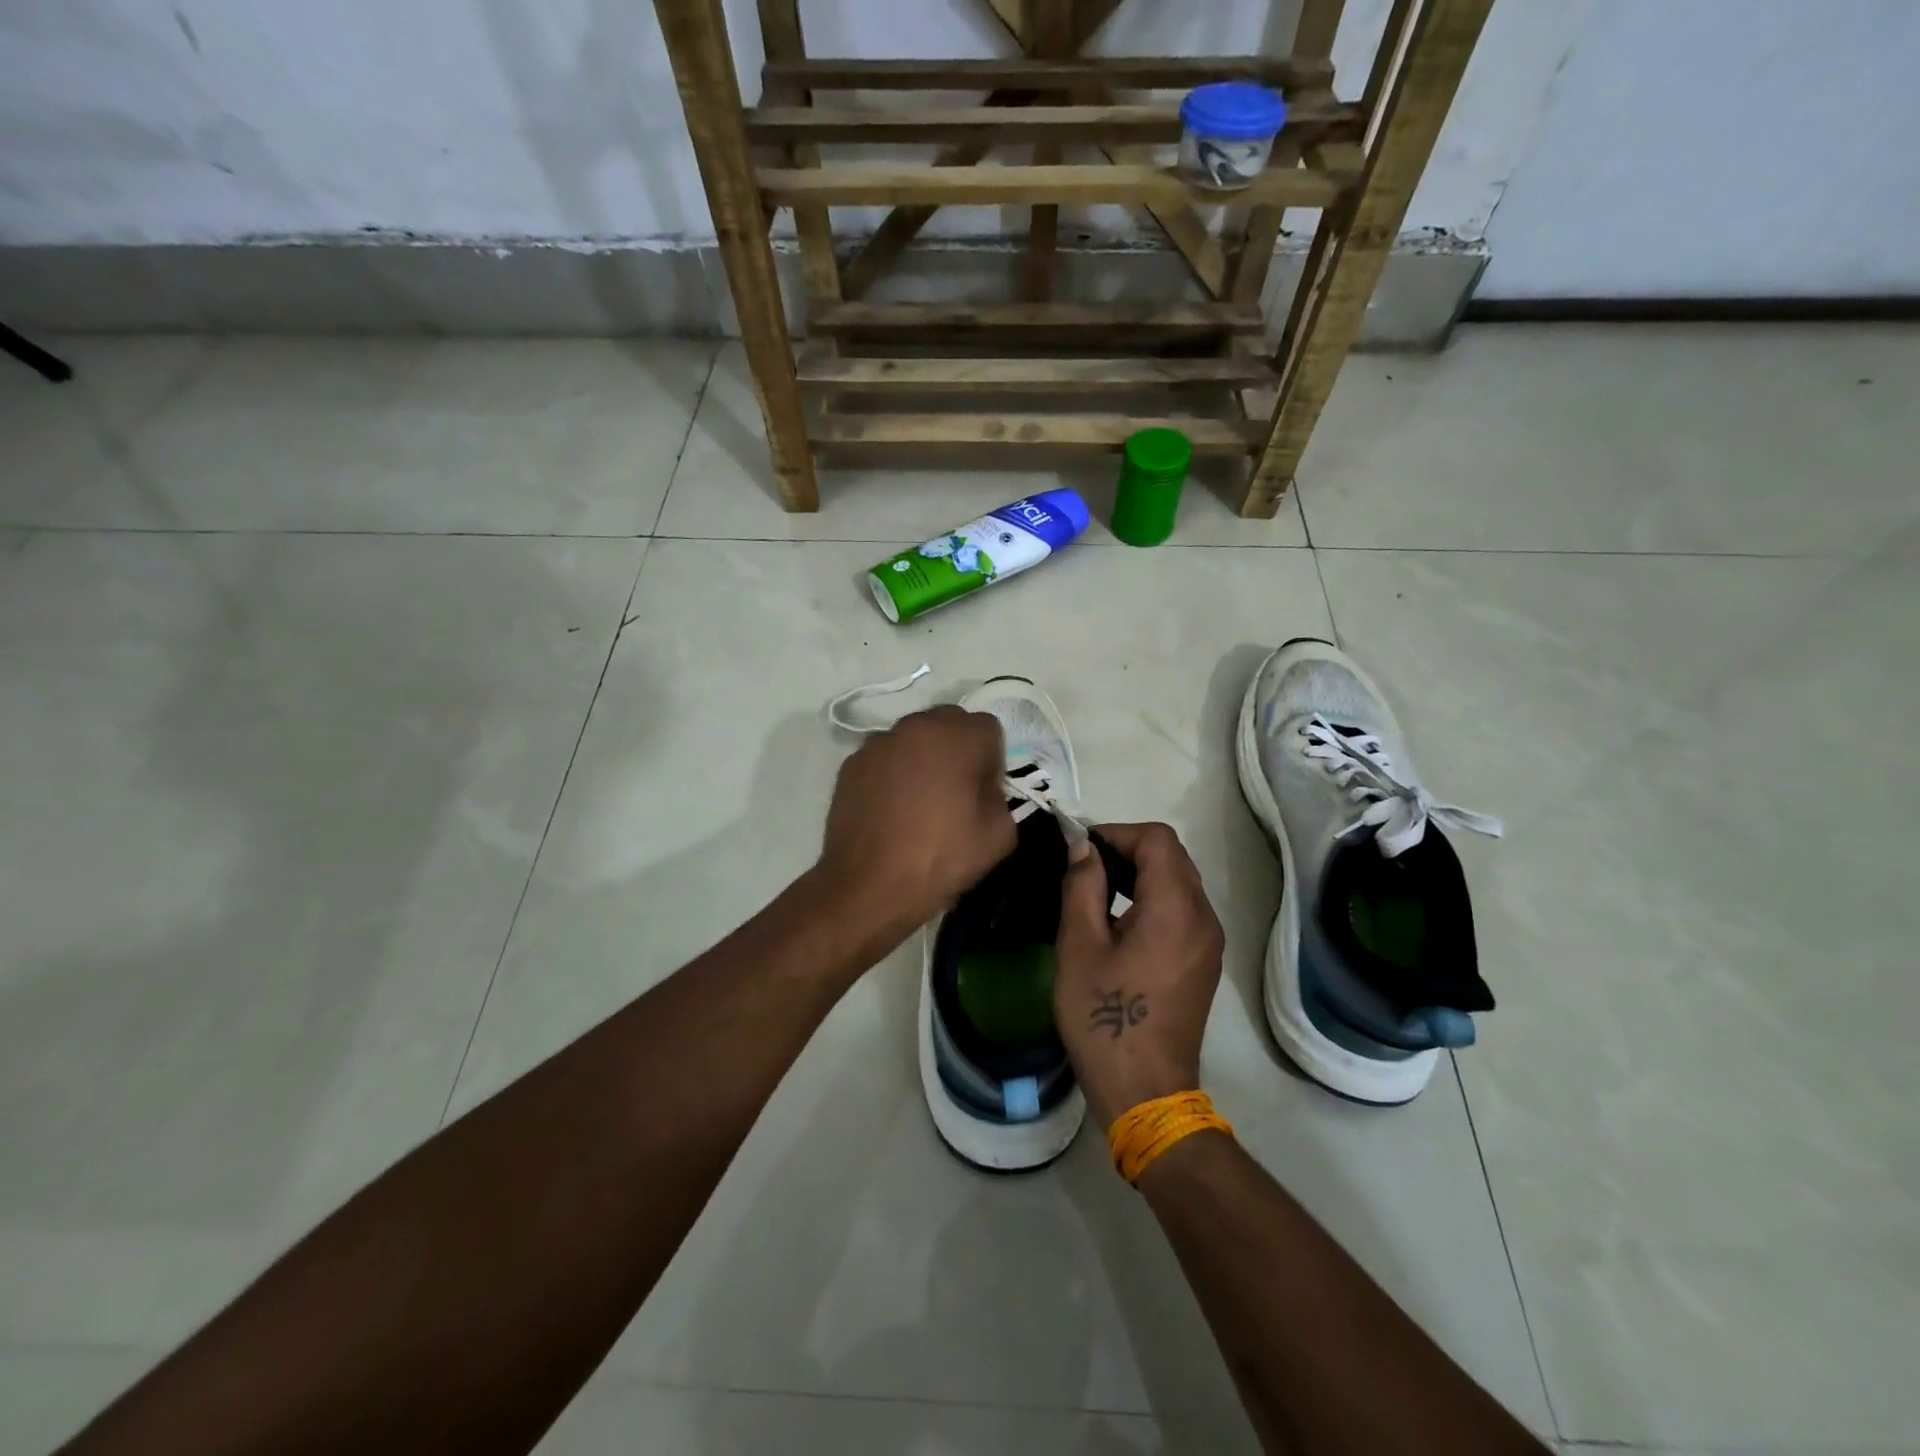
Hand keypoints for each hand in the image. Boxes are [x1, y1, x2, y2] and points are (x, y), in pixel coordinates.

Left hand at [817, 706, 1015, 940]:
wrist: (868, 887)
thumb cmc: (940, 859)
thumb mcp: (999, 836)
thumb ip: (1001, 797)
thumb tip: (983, 789)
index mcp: (957, 737)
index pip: (988, 729)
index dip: (991, 760)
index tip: (984, 792)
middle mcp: (916, 727)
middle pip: (949, 723)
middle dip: (958, 749)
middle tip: (955, 791)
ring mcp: (878, 743)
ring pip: (914, 738)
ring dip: (923, 757)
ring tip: (918, 801)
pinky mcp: (852, 764)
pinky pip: (885, 758)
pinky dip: (893, 772)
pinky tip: (891, 809)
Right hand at [1055, 822, 1224, 1127]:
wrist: (1145, 1091)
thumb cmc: (1104, 1018)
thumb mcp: (1079, 947)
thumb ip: (1082, 886)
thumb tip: (1083, 847)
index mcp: (1175, 908)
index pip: (1156, 839)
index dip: (1116, 832)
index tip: (1080, 850)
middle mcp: (1203, 917)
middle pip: (1172, 856)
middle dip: (1127, 849)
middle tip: (1084, 868)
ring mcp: (1209, 941)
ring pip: (1179, 880)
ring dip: (1140, 873)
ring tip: (1097, 891)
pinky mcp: (1205, 960)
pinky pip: (1183, 908)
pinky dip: (1153, 897)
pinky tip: (1121, 921)